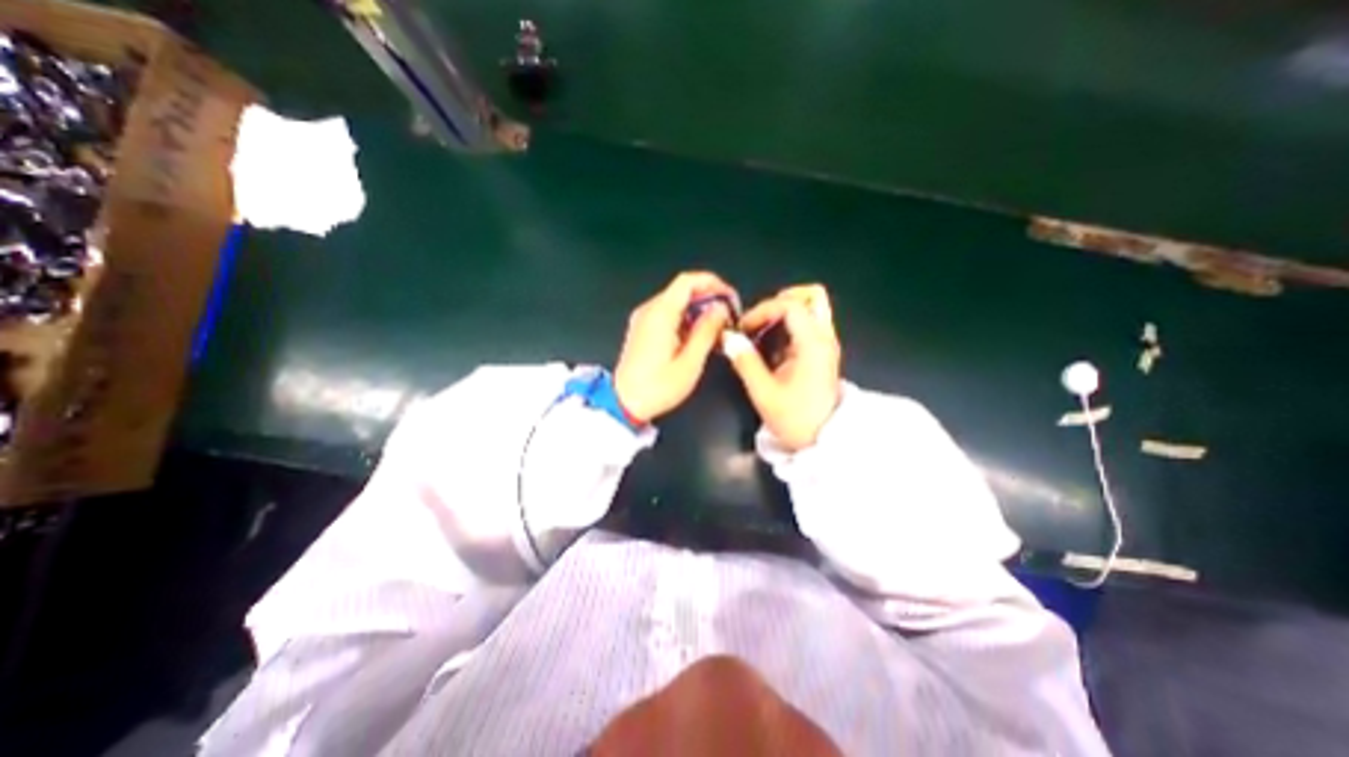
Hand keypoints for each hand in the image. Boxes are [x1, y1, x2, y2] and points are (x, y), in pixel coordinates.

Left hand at [615, 273, 736, 425]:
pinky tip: (698, 337)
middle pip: (683, 290)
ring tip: (717, 330)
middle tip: (728, 319)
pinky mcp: (642, 329)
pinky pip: (668, 314)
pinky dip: (686, 319)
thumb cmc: (657, 387)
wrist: (624, 404)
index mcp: (660, 314)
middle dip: (709, 299)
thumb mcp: (690, 362)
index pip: (688, 281)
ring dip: (699, 310)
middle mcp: (649, 310)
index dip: (713, 283)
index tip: (731, 299)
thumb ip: (707, 331)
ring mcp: (643, 318)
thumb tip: (720, 309)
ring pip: (677, 302)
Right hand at [734, 285, 840, 449]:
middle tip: (758, 318)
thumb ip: (745, 362)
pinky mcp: (822, 352)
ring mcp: (826, 343)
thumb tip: (728, 338)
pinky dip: (789, 324)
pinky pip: (808, 323)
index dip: (763, 310)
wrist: (823, 440)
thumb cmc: (794, 418)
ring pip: (812, 307)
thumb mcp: (764, 393)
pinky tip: (771, 345)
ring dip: (784, 311)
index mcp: (813, 345)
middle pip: (812, 296)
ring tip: (761, 331)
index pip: (791, 306)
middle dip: (781, 300)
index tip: (744, 327)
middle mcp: (824, 338)